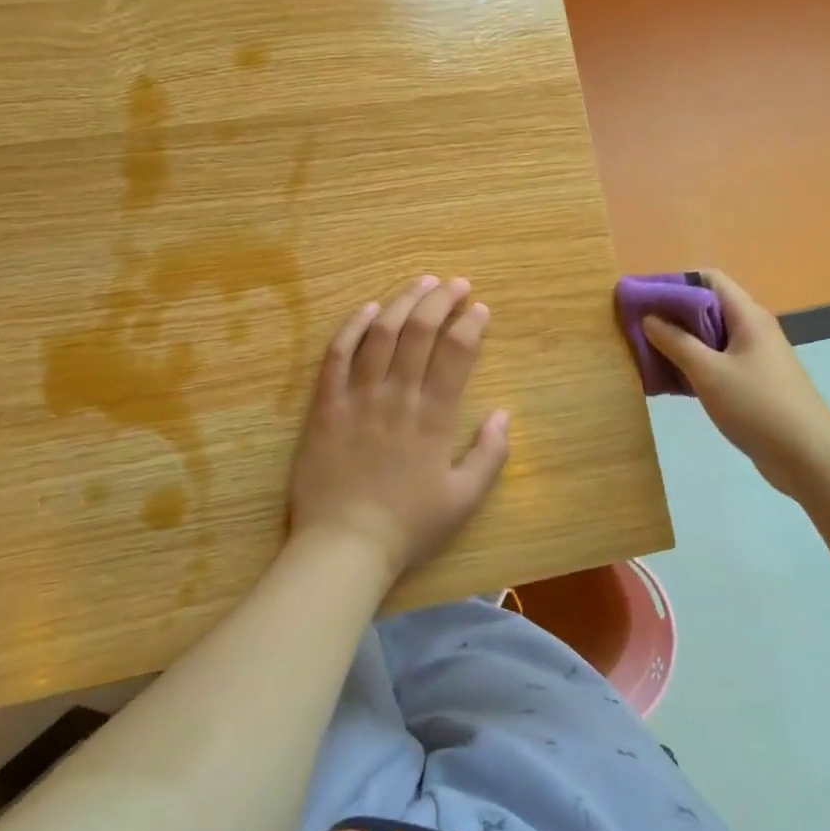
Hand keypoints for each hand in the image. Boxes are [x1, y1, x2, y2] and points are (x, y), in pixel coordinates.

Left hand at [289, 275, 510, 583]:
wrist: (344, 547)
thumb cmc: (408, 526)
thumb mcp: (464, 500)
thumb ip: (490, 455)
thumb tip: (504, 413)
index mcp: (434, 417)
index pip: (456, 353)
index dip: (471, 324)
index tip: (480, 309)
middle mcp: (397, 396)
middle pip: (420, 331)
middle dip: (441, 300)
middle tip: (456, 284)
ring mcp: (357, 397)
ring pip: (380, 333)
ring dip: (403, 302)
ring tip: (421, 283)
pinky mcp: (325, 406)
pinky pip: (336, 356)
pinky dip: (352, 327)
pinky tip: (367, 309)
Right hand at [640, 269, 829, 499]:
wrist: (808, 456)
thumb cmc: (757, 406)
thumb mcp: (708, 372)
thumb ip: (676, 342)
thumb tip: (649, 318)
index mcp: (746, 316)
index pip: (708, 279)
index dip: (674, 283)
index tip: (643, 299)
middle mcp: (752, 328)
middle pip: (707, 307)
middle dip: (671, 314)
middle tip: (637, 329)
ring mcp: (755, 356)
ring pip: (711, 337)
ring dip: (680, 342)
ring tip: (647, 355)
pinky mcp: (754, 382)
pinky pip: (718, 362)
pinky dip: (694, 365)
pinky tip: (671, 381)